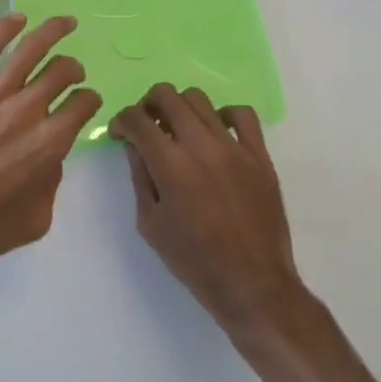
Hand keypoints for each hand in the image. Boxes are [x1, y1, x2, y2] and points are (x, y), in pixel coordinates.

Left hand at [0, 14, 101, 287]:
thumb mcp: (37, 219)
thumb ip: (52, 180)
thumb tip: (50, 154)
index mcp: (50, 144)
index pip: (82, 105)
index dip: (89, 100)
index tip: (85, 101)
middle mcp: (26, 111)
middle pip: (61, 72)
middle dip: (73, 68)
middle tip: (72, 71)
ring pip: (29, 49)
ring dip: (52, 31)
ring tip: (64, 22)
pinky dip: (5, 29)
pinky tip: (18, 19)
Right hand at [112, 85, 305, 341]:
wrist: (253, 285)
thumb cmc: (194, 261)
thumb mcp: (150, 223)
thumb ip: (140, 176)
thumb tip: (135, 145)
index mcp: (170, 165)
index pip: (137, 119)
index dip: (121, 121)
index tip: (120, 134)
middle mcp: (201, 146)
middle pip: (166, 95)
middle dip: (147, 104)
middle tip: (147, 125)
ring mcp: (234, 148)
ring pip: (200, 99)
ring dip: (180, 107)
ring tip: (179, 129)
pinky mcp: (260, 156)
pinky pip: (243, 115)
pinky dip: (224, 115)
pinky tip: (216, 133)